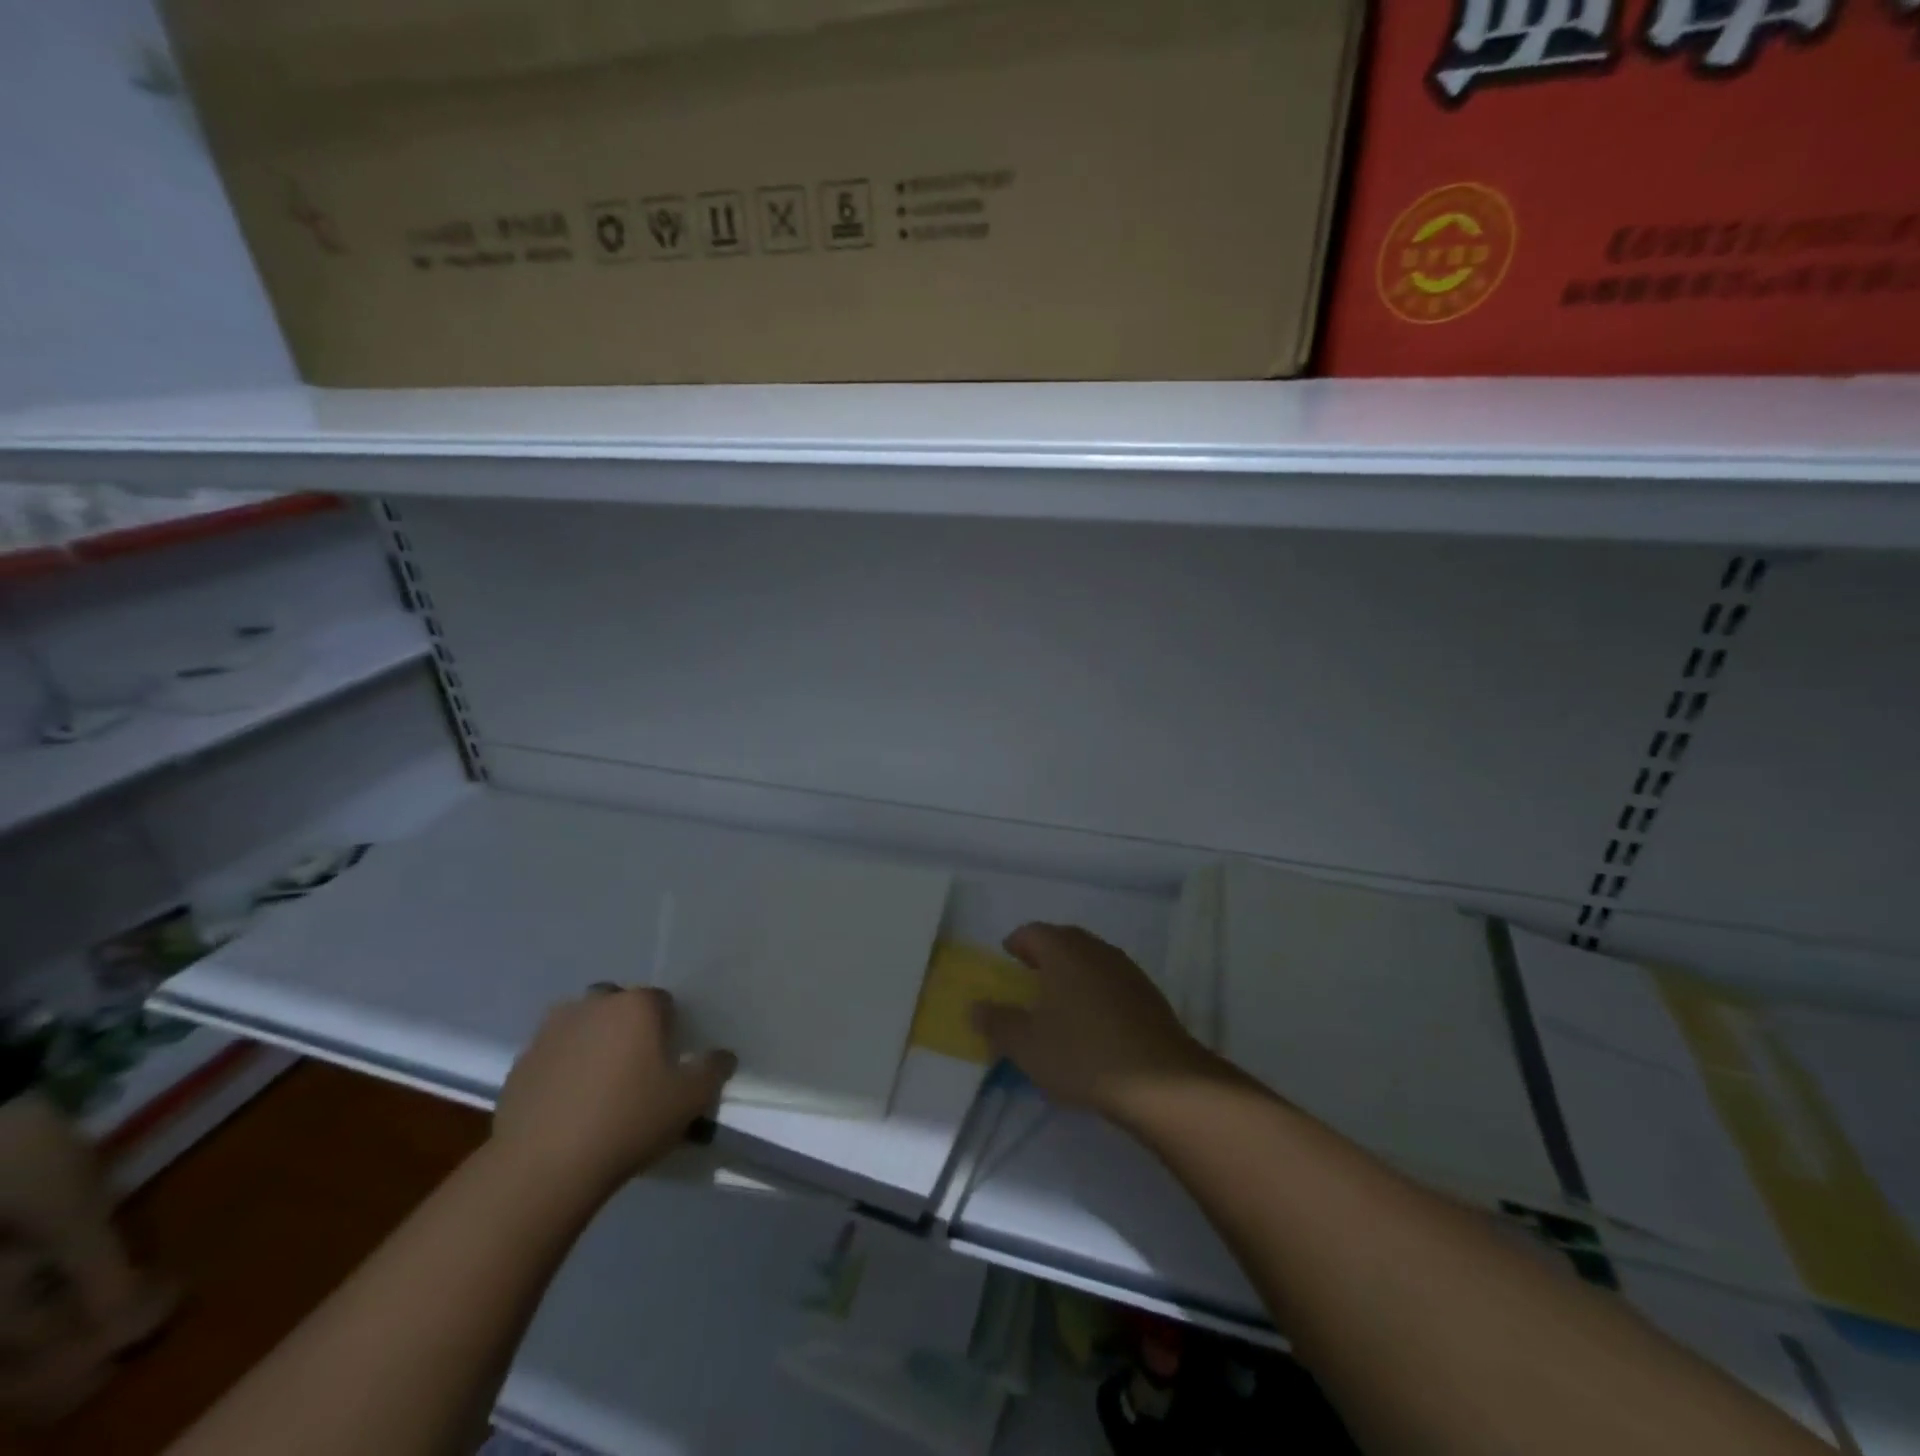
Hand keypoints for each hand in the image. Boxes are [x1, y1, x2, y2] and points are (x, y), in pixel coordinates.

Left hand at [491, 987, 735, 1197]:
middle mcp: (593, 1005)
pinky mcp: (520, 1062)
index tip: (669, 1061)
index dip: (669, 1029)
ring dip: (592, 1043)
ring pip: (582, 1026)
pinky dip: (563, 1069)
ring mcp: (551, 1031)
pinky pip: (553, 1055)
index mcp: (636, 1005)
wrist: (542, 1167)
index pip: (663, 1002)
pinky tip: (568, 1106)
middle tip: (635, 1069)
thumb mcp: (690, 1100)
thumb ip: (713, 1070)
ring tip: (598, 1087)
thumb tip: (723, 1056)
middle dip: (627, 1028)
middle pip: (618, 1005)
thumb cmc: (628, 1121)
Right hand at [971, 923, 1222, 1124]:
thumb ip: (997, 1023)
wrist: (1161, 1082)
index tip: (1006, 957)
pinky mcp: (1149, 995)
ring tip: (1059, 1000)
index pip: (1033, 932)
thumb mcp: (1027, 1045)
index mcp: (1063, 951)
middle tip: (1029, 976)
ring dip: (1073, 972)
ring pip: (1091, 959)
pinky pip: (1112, 981)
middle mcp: (1096, 950)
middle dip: (1044, 954)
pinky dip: (1096, 990)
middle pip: (1064, 940)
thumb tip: (975, 1008)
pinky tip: (1093, 1021)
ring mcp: (1126, 970)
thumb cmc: (1082, 1054)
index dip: (1016, 943)